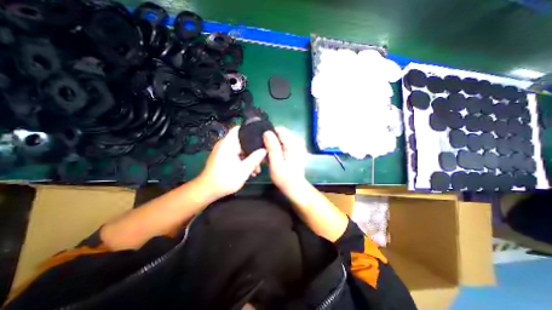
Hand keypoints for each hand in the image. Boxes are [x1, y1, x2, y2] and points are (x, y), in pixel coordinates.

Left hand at [199, 127, 267, 199]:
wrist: (207, 190)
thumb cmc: (225, 180)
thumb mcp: (244, 170)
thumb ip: (255, 159)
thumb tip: (264, 150)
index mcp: (228, 144)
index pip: (240, 129)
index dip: (251, 130)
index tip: (261, 137)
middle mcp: (225, 144)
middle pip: (242, 140)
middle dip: (253, 149)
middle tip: (261, 159)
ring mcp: (222, 150)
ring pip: (240, 148)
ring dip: (249, 156)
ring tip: (256, 168)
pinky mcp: (222, 156)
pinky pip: (235, 153)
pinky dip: (242, 159)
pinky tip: (248, 170)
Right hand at [261, 127, 306, 192]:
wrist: (295, 187)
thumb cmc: (285, 177)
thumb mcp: (276, 163)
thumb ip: (272, 147)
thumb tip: (267, 132)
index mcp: (293, 144)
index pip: (280, 130)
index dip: (270, 134)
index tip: (263, 143)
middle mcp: (296, 143)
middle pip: (280, 134)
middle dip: (271, 141)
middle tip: (265, 152)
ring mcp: (297, 147)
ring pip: (281, 140)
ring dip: (273, 146)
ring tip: (269, 156)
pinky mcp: (295, 151)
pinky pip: (283, 145)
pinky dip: (277, 149)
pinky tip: (274, 158)